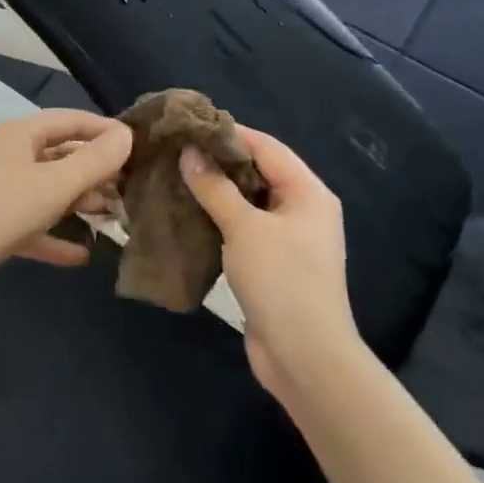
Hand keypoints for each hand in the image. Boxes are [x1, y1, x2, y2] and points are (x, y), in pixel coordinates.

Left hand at [0, 109, 132, 320]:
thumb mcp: (54, 186)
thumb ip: (94, 161)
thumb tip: (126, 134)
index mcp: (19, 135)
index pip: (70, 120)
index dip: (104, 129)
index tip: (138, 145)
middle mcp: (7, 156)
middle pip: (59, 155)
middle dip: (94, 170)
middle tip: (131, 186)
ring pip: (46, 191)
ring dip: (78, 202)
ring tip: (114, 217)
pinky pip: (31, 225)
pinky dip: (54, 236)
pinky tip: (82, 255)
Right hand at [179, 128, 359, 400]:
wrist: (305, 357)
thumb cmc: (281, 281)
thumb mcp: (245, 228)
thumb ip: (215, 188)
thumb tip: (189, 153)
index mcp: (308, 193)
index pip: (267, 148)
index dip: (230, 134)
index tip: (191, 125)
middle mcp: (303, 210)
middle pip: (258, 173)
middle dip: (219, 162)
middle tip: (176, 152)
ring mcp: (289, 240)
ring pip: (248, 203)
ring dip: (216, 192)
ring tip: (175, 179)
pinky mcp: (273, 265)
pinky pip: (244, 230)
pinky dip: (219, 220)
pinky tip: (188, 216)